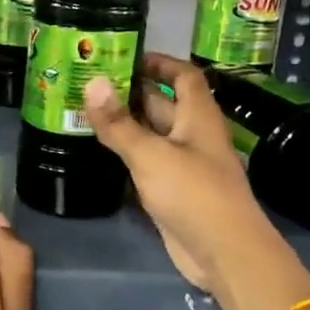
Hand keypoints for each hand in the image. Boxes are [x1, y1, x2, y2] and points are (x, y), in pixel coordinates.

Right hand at [84, 53, 281, 291]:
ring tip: (86, 110)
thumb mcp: (150, 154)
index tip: (125, 56)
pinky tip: (99, 149)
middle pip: (164, 103)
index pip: (183, 75)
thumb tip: (92, 82)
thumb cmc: (193, 193)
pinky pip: (148, 162)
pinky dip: (127, 153)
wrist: (224, 253)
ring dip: (126, 123)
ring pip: (152, 134)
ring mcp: (184, 164)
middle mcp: (193, 135)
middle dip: (131, 92)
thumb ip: (119, 122)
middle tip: (90, 82)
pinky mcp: (174, 190)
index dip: (159, 62)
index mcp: (198, 116)